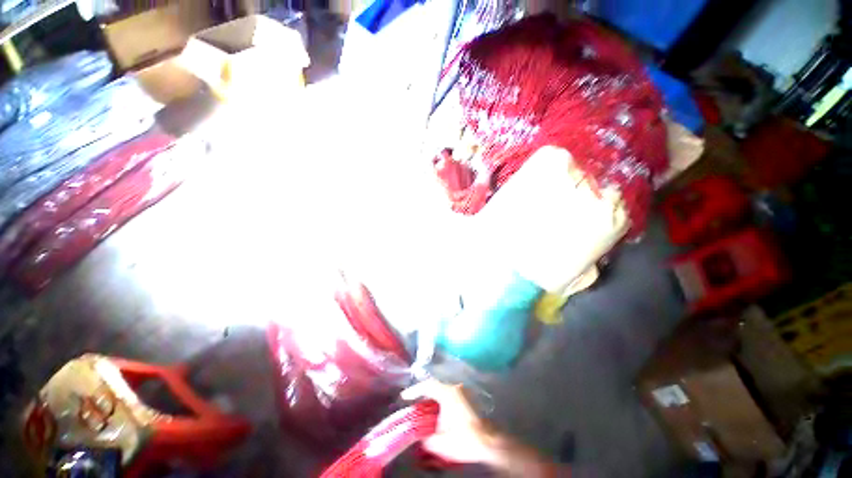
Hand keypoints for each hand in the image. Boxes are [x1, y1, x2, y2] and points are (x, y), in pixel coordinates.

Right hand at [401, 380, 496, 464]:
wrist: (489, 442)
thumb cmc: (465, 439)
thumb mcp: (441, 442)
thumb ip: (426, 438)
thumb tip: (419, 436)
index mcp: (448, 393)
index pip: (427, 386)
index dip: (414, 390)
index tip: (404, 396)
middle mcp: (456, 388)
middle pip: (435, 387)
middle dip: (423, 395)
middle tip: (414, 403)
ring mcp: (463, 392)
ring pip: (443, 391)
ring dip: (433, 398)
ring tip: (424, 409)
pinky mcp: (468, 398)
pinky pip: (450, 395)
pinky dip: (442, 401)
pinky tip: (439, 413)